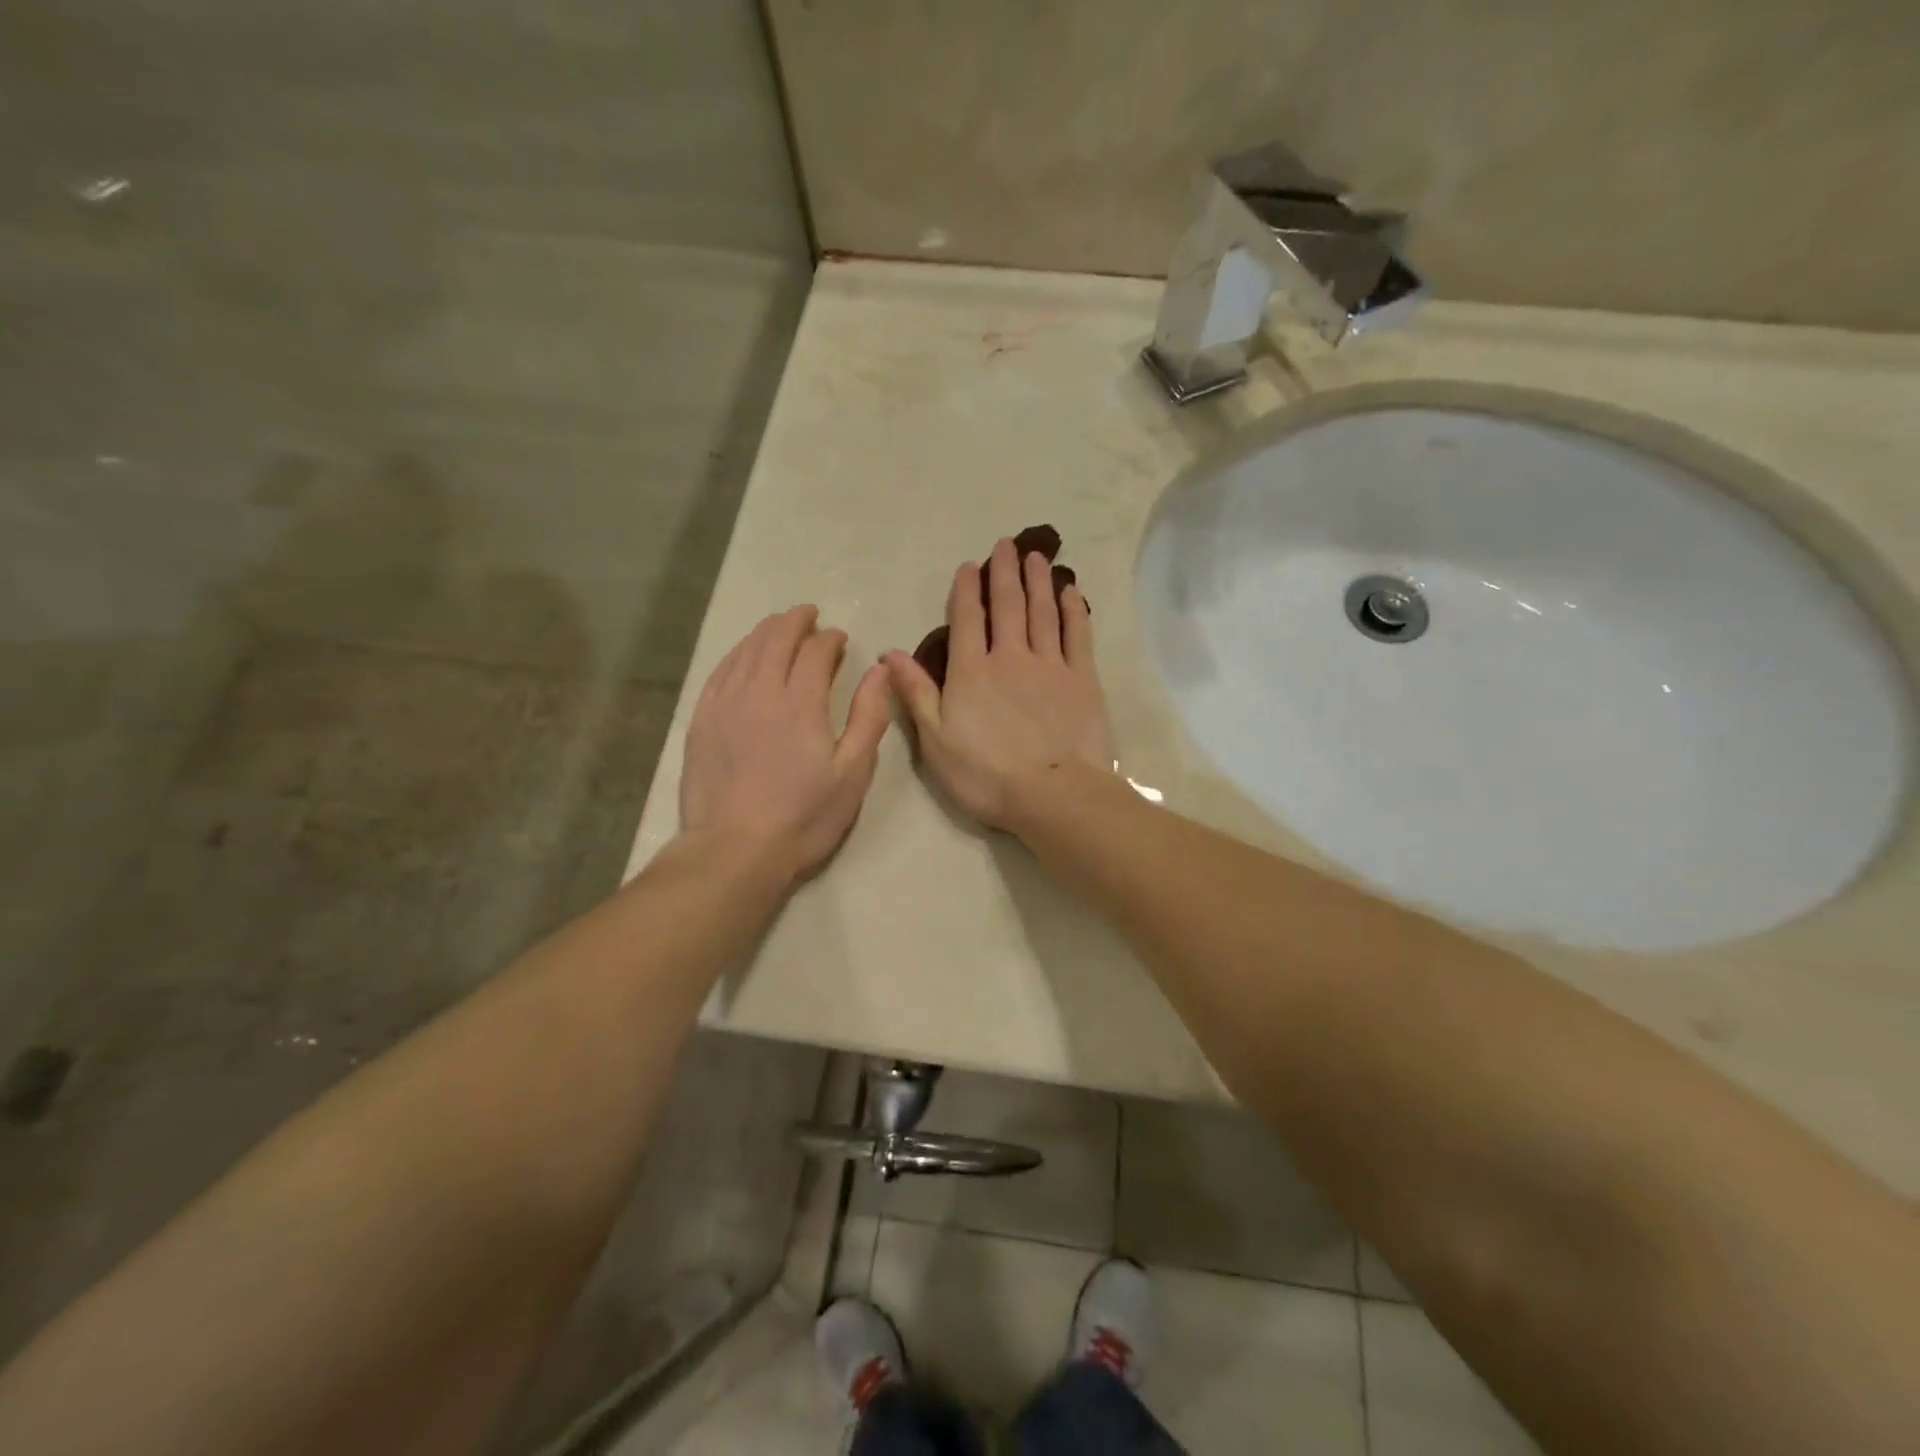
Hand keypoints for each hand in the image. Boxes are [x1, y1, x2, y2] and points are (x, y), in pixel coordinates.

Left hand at [681, 606, 891, 881]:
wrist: (734, 850)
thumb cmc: (803, 817)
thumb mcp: (852, 773)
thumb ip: (869, 716)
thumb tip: (880, 670)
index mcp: (801, 702)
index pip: (816, 651)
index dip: (831, 639)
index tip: (840, 639)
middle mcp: (760, 690)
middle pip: (776, 638)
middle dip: (796, 621)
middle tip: (810, 616)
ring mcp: (725, 703)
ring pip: (746, 649)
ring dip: (766, 631)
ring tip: (780, 626)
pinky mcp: (702, 719)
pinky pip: (720, 670)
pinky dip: (738, 653)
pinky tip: (744, 655)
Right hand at [884, 537, 1114, 830]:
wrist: (1052, 794)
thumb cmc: (985, 775)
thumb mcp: (935, 740)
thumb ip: (916, 693)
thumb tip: (890, 653)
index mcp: (971, 672)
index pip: (967, 621)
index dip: (967, 591)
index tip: (969, 566)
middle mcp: (1010, 657)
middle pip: (1007, 606)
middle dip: (1004, 573)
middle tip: (1006, 544)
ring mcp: (1050, 665)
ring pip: (1042, 612)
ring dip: (1038, 582)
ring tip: (1037, 556)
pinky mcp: (1082, 679)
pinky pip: (1077, 635)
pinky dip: (1073, 610)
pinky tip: (1071, 592)